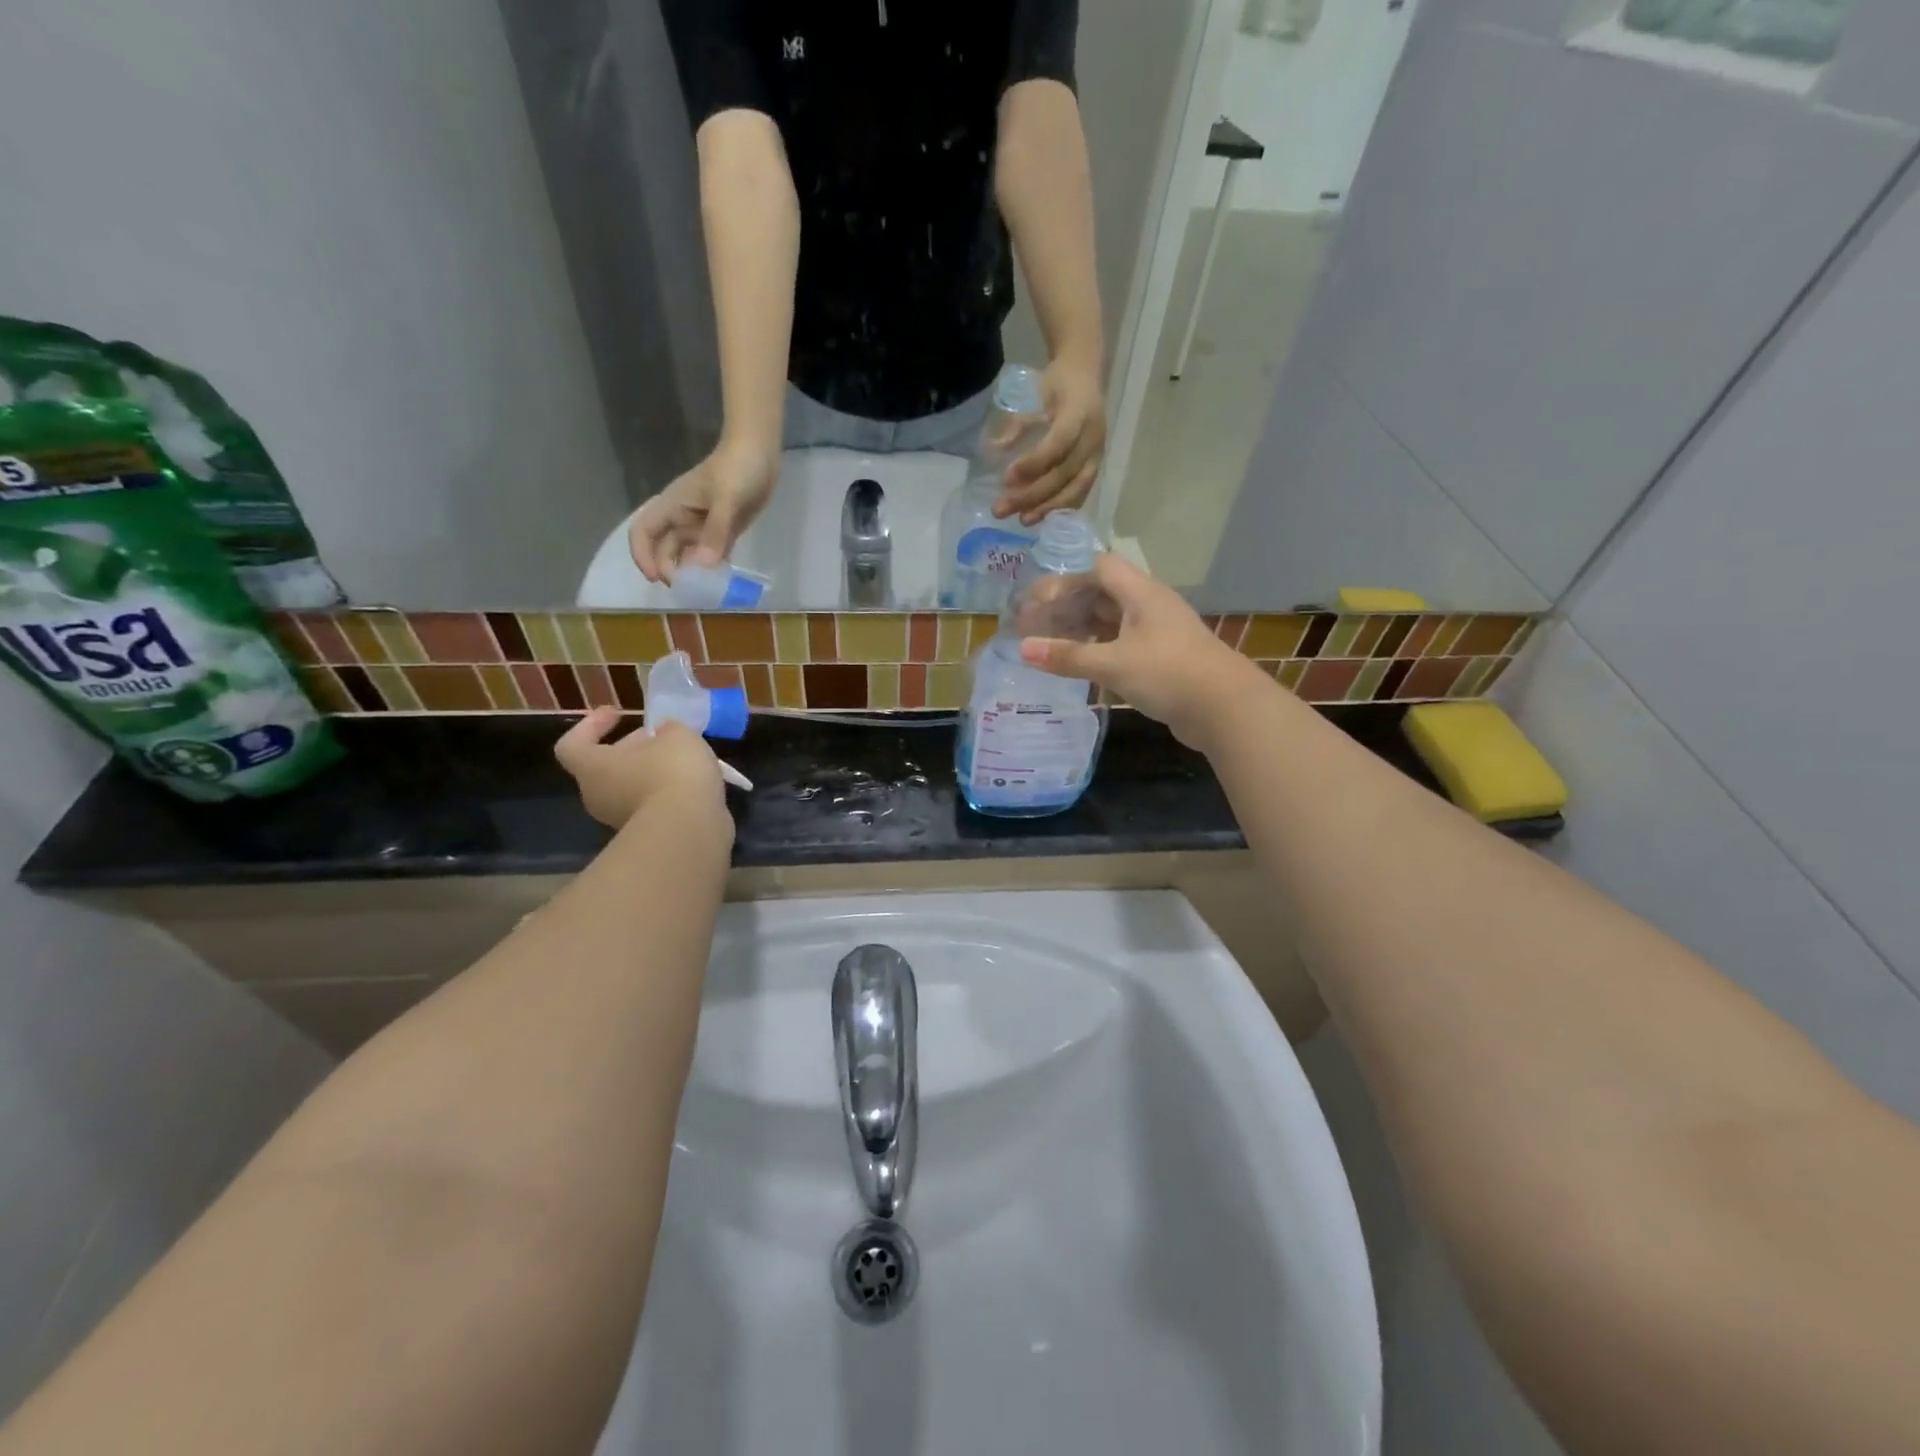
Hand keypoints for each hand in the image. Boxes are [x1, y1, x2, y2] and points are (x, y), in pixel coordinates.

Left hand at [554, 709, 733, 838]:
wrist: (690, 830)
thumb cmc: (672, 772)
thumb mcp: (677, 735)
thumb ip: (668, 729)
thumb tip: (664, 734)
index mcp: (594, 767)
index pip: (571, 745)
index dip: (590, 726)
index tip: (618, 713)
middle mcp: (599, 795)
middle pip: (607, 767)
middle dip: (633, 749)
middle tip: (660, 737)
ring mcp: (621, 820)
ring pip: (632, 787)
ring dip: (653, 772)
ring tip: (685, 760)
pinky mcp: (648, 835)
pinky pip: (653, 805)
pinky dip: (669, 793)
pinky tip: (695, 784)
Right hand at [629, 442, 777, 583]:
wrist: (760, 453)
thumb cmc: (737, 469)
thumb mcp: (727, 498)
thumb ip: (715, 531)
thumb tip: (702, 565)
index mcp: (674, 506)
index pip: (644, 532)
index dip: (643, 556)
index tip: (657, 578)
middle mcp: (683, 518)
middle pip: (665, 549)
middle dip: (670, 569)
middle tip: (687, 590)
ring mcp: (703, 525)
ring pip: (688, 553)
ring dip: (691, 572)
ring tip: (703, 591)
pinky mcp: (723, 530)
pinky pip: (711, 553)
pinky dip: (712, 567)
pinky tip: (720, 582)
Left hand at [998, 357, 1105, 524]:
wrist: (1086, 375)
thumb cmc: (1056, 384)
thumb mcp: (1034, 396)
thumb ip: (1017, 425)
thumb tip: (994, 450)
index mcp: (1079, 413)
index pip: (1058, 444)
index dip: (1033, 464)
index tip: (1006, 478)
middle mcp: (1093, 437)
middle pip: (1063, 474)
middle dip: (1031, 495)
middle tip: (1001, 509)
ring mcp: (1097, 454)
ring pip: (1075, 489)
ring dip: (1046, 508)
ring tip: (1022, 521)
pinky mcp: (1095, 467)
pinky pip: (1081, 493)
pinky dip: (1061, 507)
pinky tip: (1041, 517)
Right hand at [1019, 553, 1260, 754]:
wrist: (1225, 709)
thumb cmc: (1168, 674)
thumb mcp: (1112, 663)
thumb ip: (1068, 656)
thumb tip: (1022, 649)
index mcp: (1141, 594)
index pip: (1099, 567)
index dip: (1067, 579)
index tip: (1038, 602)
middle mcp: (1149, 606)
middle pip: (1102, 594)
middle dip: (1067, 607)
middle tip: (1033, 627)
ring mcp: (1157, 633)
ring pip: (1111, 622)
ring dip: (1081, 630)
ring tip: (1049, 647)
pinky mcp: (1161, 659)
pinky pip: (1121, 645)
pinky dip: (1097, 651)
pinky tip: (1079, 667)